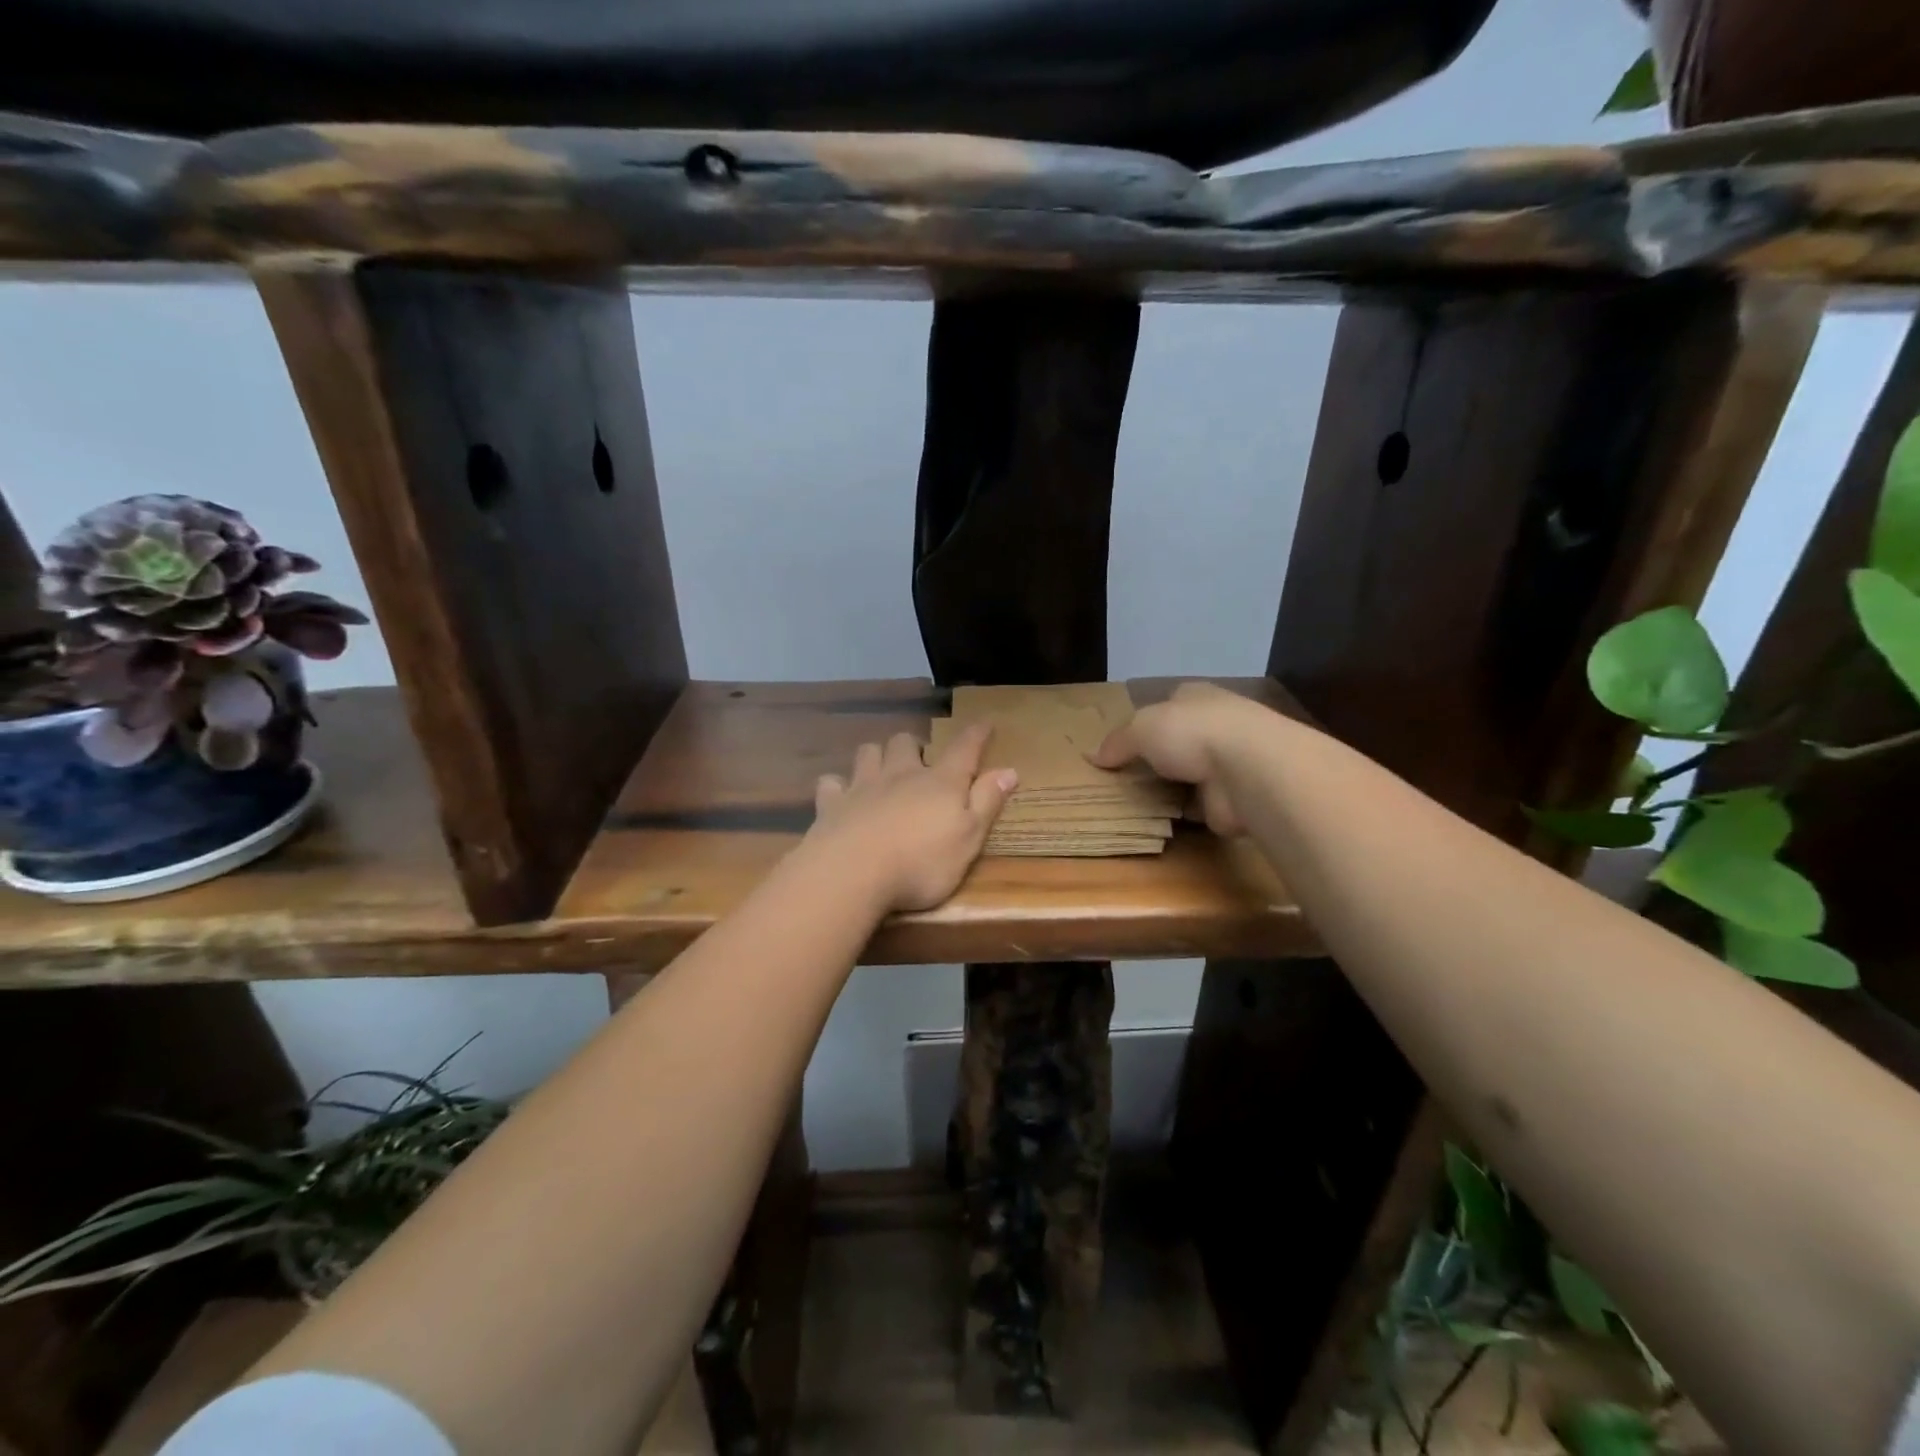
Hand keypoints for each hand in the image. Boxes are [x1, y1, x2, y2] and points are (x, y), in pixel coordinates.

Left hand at [804, 722, 1018, 912]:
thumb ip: (987, 802)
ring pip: (868, 752)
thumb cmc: (921, 862)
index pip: (964, 749)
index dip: (976, 735)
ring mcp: (862, 785)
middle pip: (905, 743)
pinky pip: (831, 782)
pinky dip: (837, 785)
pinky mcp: (832, 803)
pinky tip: (840, 795)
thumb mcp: (969, 838)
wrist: (853, 872)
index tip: (985, 723)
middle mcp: (901, 774)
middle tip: (920, 760)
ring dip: (877, 756)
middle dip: (914, 746)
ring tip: (882, 769)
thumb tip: (1009, 770)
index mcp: (940, 783)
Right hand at [1090, 681, 1260, 836]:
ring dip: (1171, 788)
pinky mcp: (1232, 798)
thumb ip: (1117, 742)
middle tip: (1123, 777)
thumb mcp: (1140, 729)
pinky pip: (1199, 806)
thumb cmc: (1191, 732)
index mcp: (1196, 697)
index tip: (1126, 741)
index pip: (1170, 703)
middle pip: (1179, 740)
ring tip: (1135, 802)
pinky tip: (1160, 820)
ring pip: (1190, 774)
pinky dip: (1183, 813)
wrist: (1247, 769)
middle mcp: (1216, 725)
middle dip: (1158, 757)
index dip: (1148, 720)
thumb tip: (1091, 756)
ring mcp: (1228, 763)